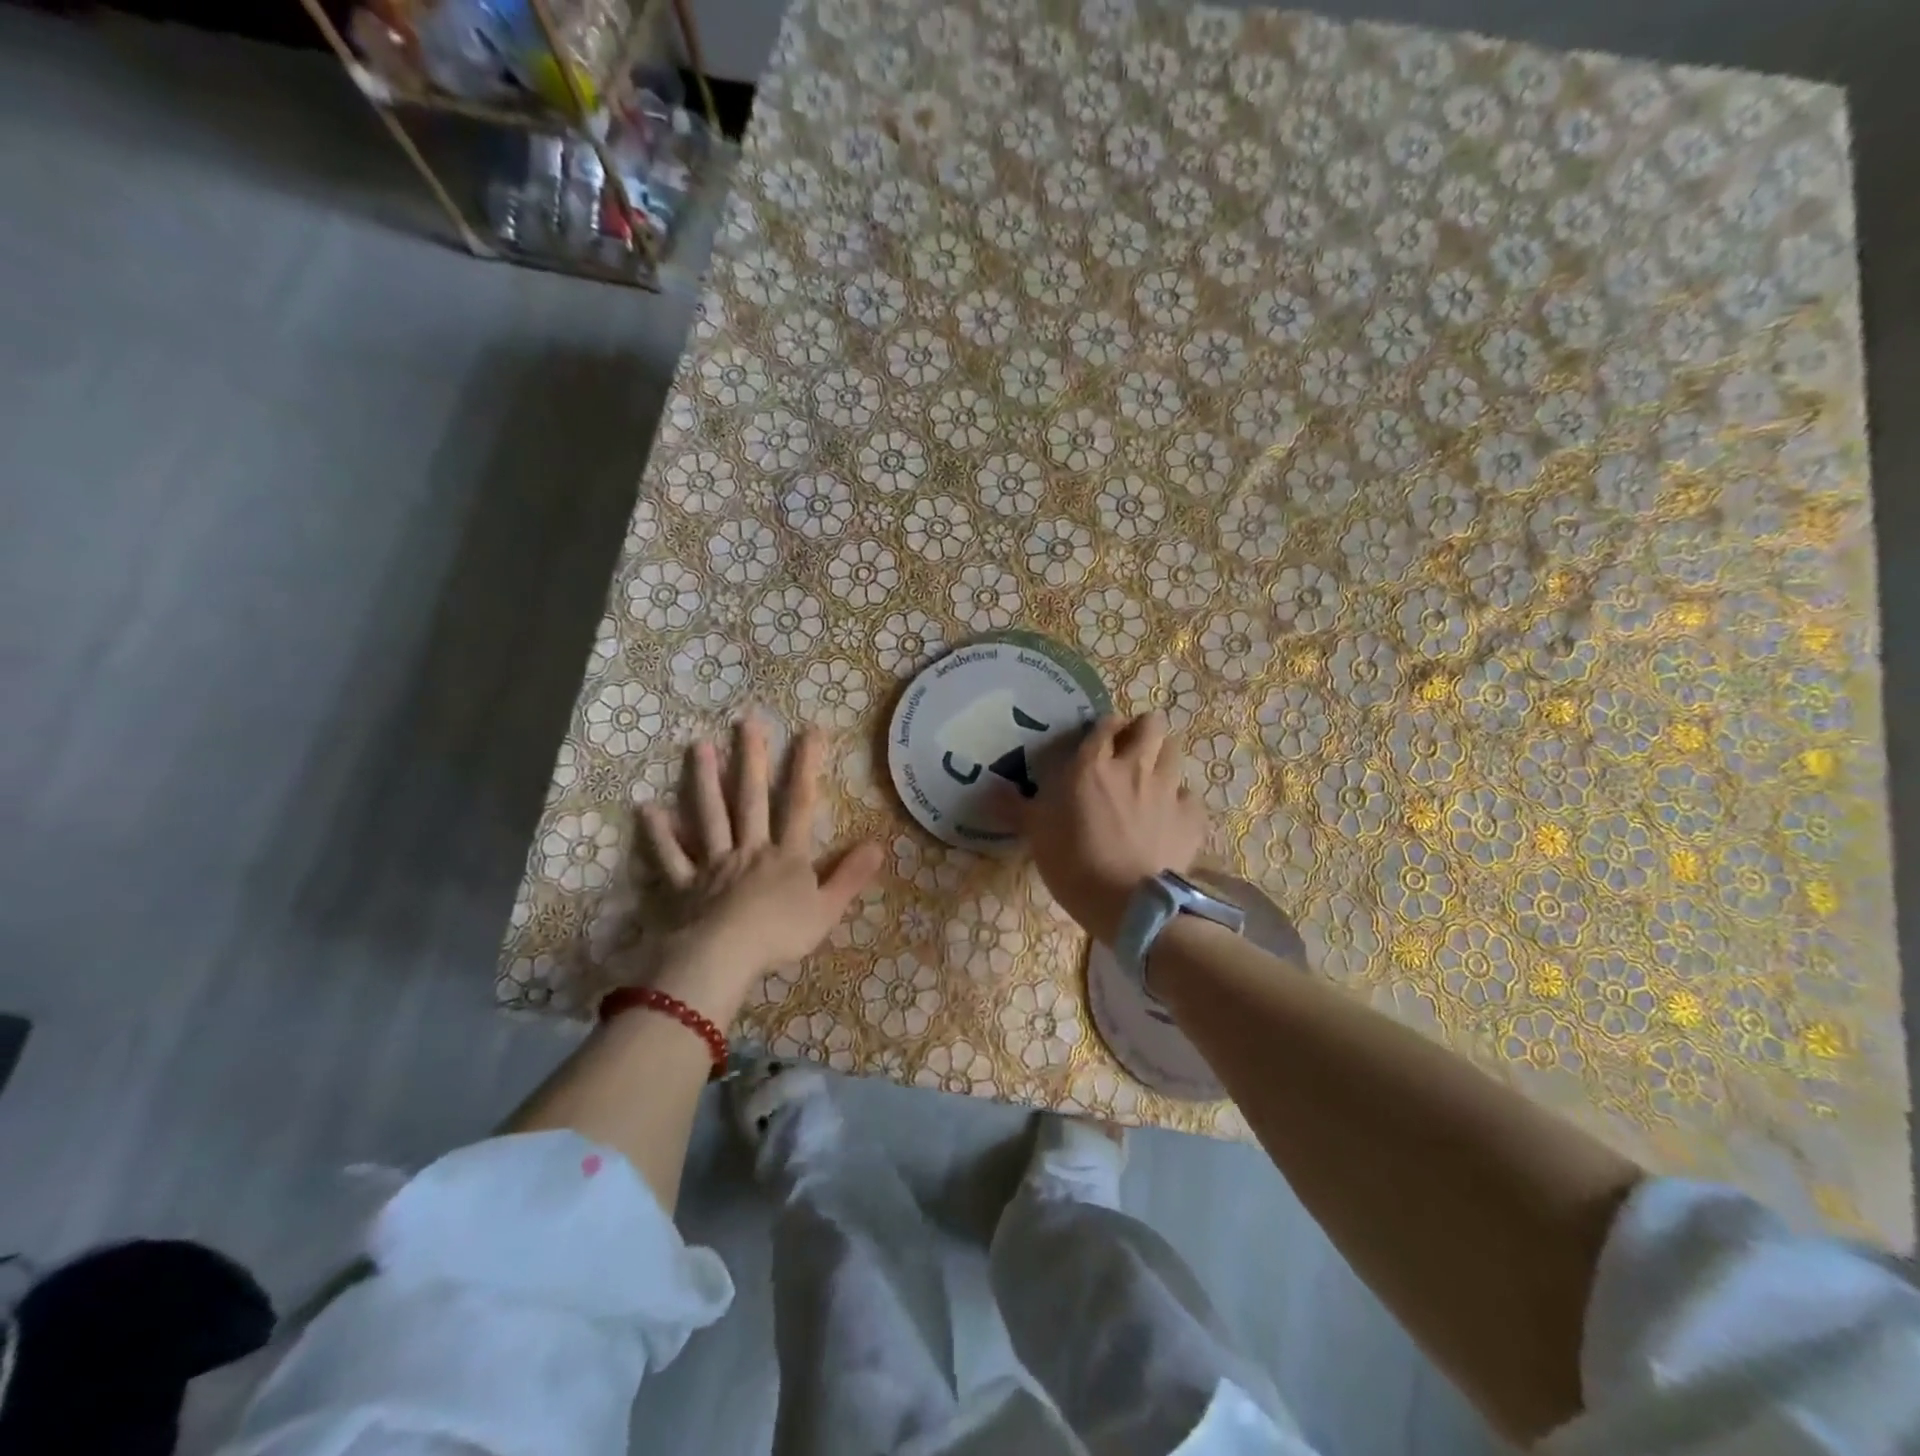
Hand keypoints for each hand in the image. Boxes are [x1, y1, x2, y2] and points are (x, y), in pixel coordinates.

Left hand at [635, 716, 884, 1024]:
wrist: (725, 957)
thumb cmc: (780, 935)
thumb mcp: (828, 909)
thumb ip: (851, 876)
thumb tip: (879, 844)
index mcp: (786, 856)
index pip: (799, 804)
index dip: (806, 767)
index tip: (809, 731)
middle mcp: (749, 849)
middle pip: (750, 799)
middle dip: (751, 759)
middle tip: (746, 721)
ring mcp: (713, 864)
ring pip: (709, 816)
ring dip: (705, 781)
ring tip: (700, 746)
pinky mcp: (684, 885)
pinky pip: (670, 857)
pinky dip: (660, 835)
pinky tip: (649, 810)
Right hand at [1012, 712, 1207, 944]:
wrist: (1129, 904)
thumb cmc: (1074, 864)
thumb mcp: (1037, 835)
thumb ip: (1016, 808)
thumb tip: (990, 790)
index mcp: (1092, 767)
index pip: (1105, 726)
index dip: (1106, 728)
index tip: (1103, 738)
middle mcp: (1133, 768)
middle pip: (1150, 726)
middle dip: (1144, 729)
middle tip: (1133, 747)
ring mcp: (1167, 789)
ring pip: (1174, 752)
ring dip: (1163, 757)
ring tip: (1153, 775)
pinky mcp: (1192, 816)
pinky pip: (1189, 796)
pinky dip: (1180, 801)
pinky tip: (1171, 816)